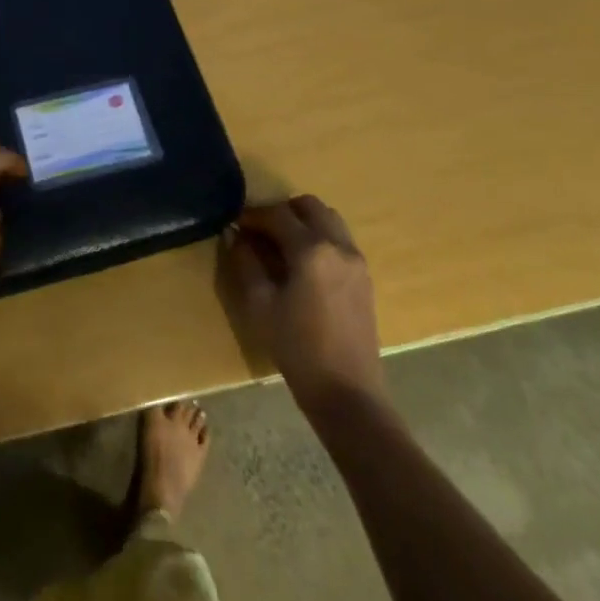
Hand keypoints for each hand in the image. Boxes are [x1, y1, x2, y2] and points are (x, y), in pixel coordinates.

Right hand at [219, 195, 386, 411]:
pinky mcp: (364, 278)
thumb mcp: (260, 305)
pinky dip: (319, 238)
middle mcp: (338, 246)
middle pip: (310, 206)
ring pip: (329, 220)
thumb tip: (235, 235)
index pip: (278, 214)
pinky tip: (302, 264)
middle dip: (281, 211)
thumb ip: (245, 262)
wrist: (348, 393)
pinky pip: (340, 240)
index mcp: (311, 250)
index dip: (253, 215)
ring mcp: (357, 261)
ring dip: (303, 222)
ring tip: (280, 245)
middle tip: (259, 231)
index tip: (235, 224)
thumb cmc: (298, 348)